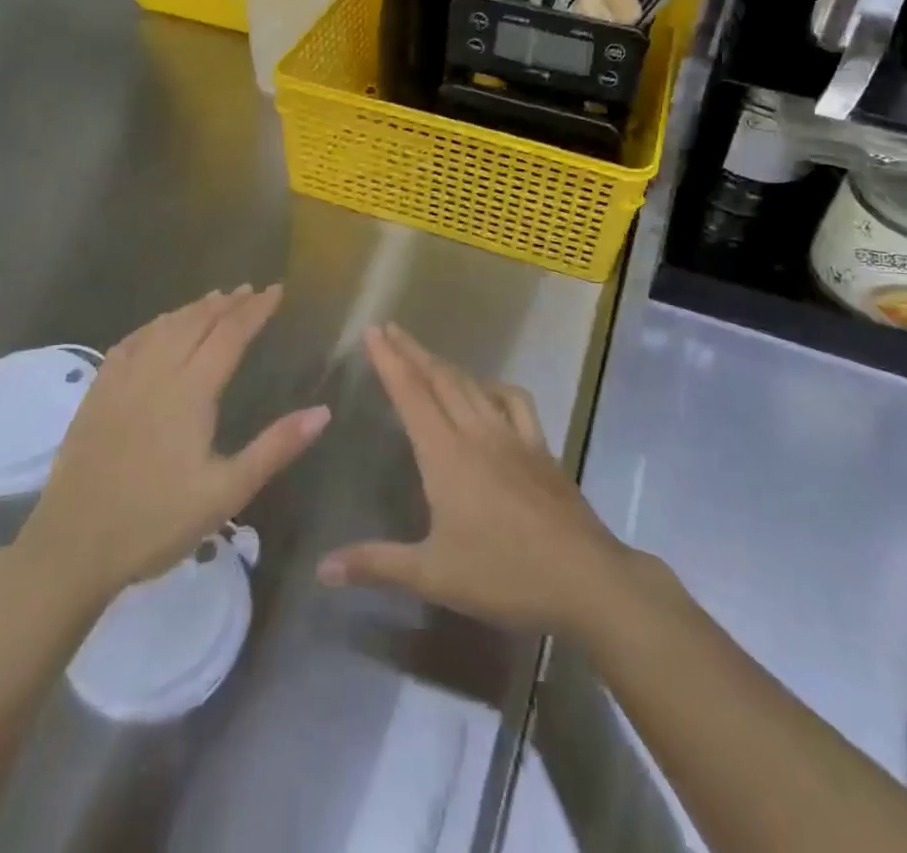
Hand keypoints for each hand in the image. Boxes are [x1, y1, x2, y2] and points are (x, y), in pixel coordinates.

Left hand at [12, 286, 328, 616]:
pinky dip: (154, 325)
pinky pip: (131, 343)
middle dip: (227, 303)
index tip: (276, 290)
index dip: (255, 310)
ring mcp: (122, 381)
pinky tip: (158, 327)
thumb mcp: (226, 492)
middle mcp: (157, 373)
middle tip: (250, 290)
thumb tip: (322, 411)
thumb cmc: (156, 522)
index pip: (230, 335)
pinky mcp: (97, 394)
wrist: (71, 548)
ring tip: (214, 298)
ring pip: (163, 328)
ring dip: (192, 309)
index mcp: (191, 391)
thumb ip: (275, 448)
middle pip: (196, 323)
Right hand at [317, 324, 632, 636]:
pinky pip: (516, 402)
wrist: (584, 577)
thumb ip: (376, 565)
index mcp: (446, 455)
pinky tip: (489, 391)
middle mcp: (477, 433)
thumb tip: (322, 567)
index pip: (410, 395)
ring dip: (446, 364)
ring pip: (473, 385)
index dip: (389, 360)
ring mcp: (512, 436)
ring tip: (426, 353)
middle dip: (412, 351)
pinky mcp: (540, 447)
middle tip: (390, 328)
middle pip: (440, 379)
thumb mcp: (433, 575)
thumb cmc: (504, 575)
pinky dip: (496, 388)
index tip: (373, 330)